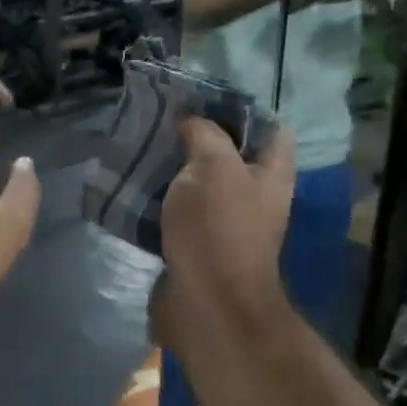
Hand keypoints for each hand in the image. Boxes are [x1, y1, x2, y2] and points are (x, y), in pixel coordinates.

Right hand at [155, 119, 295, 340]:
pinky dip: (160, 200)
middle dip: (198, 138)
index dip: (242, 110)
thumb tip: (191, 121)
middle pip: (230, 155)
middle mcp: (254, 197)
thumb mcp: (213, 166)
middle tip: (163, 122)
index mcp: (271, 174)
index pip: (271, 128)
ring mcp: (227, 224)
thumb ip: (204, 134)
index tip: (202, 101)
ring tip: (142, 149)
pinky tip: (135, 186)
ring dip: (173, 169)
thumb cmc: (218, 229)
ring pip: (200, 184)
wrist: (207, 304)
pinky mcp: (198, 245)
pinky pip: (179, 212)